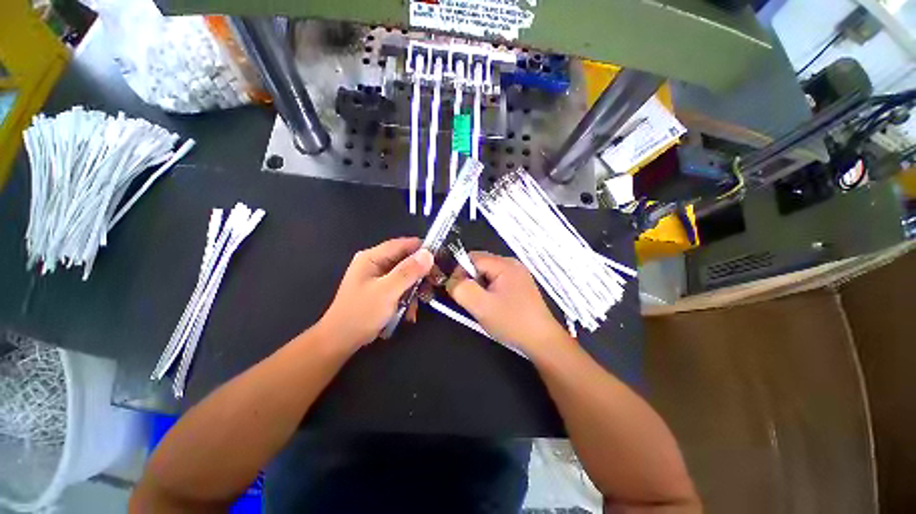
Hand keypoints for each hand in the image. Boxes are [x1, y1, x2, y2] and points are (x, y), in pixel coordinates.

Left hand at [317, 237, 433, 350]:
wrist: (341, 341)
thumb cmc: (361, 313)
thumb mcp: (387, 291)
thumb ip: (408, 272)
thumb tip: (428, 254)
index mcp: (372, 258)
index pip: (402, 244)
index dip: (422, 249)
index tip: (440, 259)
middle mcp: (376, 264)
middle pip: (406, 260)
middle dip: (421, 272)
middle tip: (435, 283)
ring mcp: (378, 278)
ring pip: (406, 275)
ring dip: (416, 288)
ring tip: (423, 301)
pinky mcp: (382, 290)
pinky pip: (401, 287)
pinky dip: (408, 297)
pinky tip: (410, 312)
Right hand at [445, 251, 569, 356]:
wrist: (542, 341)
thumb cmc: (512, 321)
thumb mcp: (481, 306)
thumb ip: (461, 289)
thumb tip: (451, 281)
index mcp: (504, 264)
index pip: (472, 257)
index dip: (460, 272)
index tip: (457, 291)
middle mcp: (512, 264)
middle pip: (480, 264)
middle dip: (470, 280)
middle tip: (470, 300)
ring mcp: (518, 275)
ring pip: (487, 274)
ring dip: (479, 287)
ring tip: (482, 305)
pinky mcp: (520, 286)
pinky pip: (497, 282)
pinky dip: (489, 291)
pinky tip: (493, 306)